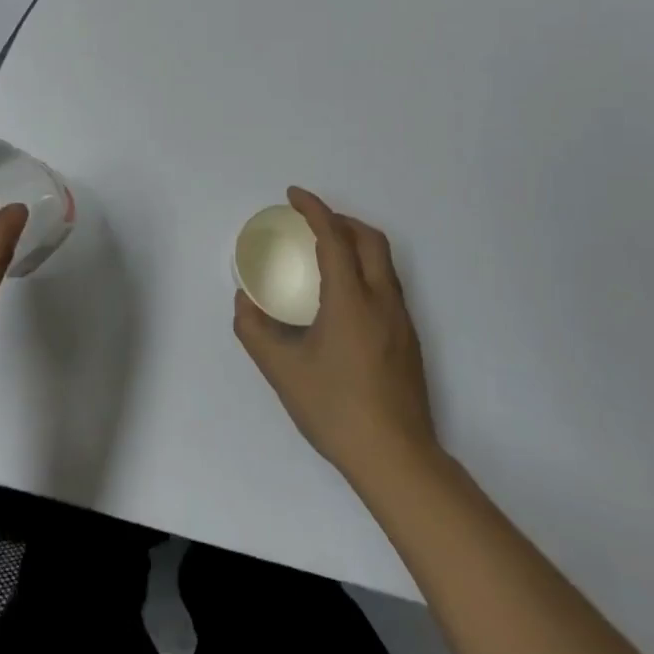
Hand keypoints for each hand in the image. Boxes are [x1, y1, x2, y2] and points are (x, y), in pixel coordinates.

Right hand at [234, 187, 439, 491]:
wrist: (397, 459)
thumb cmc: (336, 410)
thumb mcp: (282, 371)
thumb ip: (255, 331)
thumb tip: (244, 300)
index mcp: (351, 300)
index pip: (334, 237)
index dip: (314, 209)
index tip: (294, 194)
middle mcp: (382, 301)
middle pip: (370, 239)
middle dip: (340, 219)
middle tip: (311, 221)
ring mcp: (402, 320)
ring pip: (384, 262)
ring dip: (356, 243)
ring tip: (326, 252)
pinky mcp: (409, 339)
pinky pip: (388, 285)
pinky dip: (365, 268)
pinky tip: (344, 296)